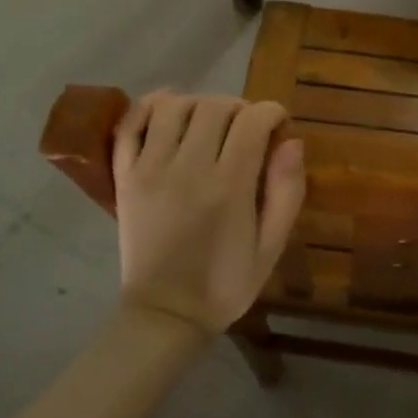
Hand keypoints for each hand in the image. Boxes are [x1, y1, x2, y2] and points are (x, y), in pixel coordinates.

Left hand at [112, 92, 306, 337]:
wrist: (165, 314)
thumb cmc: (225, 283)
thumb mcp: (272, 246)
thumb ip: (287, 192)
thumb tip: (292, 141)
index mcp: (229, 187)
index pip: (253, 121)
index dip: (272, 112)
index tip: (279, 124)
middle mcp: (188, 169)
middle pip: (214, 107)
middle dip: (239, 107)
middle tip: (247, 127)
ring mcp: (150, 170)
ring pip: (173, 106)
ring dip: (198, 104)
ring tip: (209, 123)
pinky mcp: (125, 177)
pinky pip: (129, 125)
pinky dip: (149, 107)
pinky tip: (168, 112)